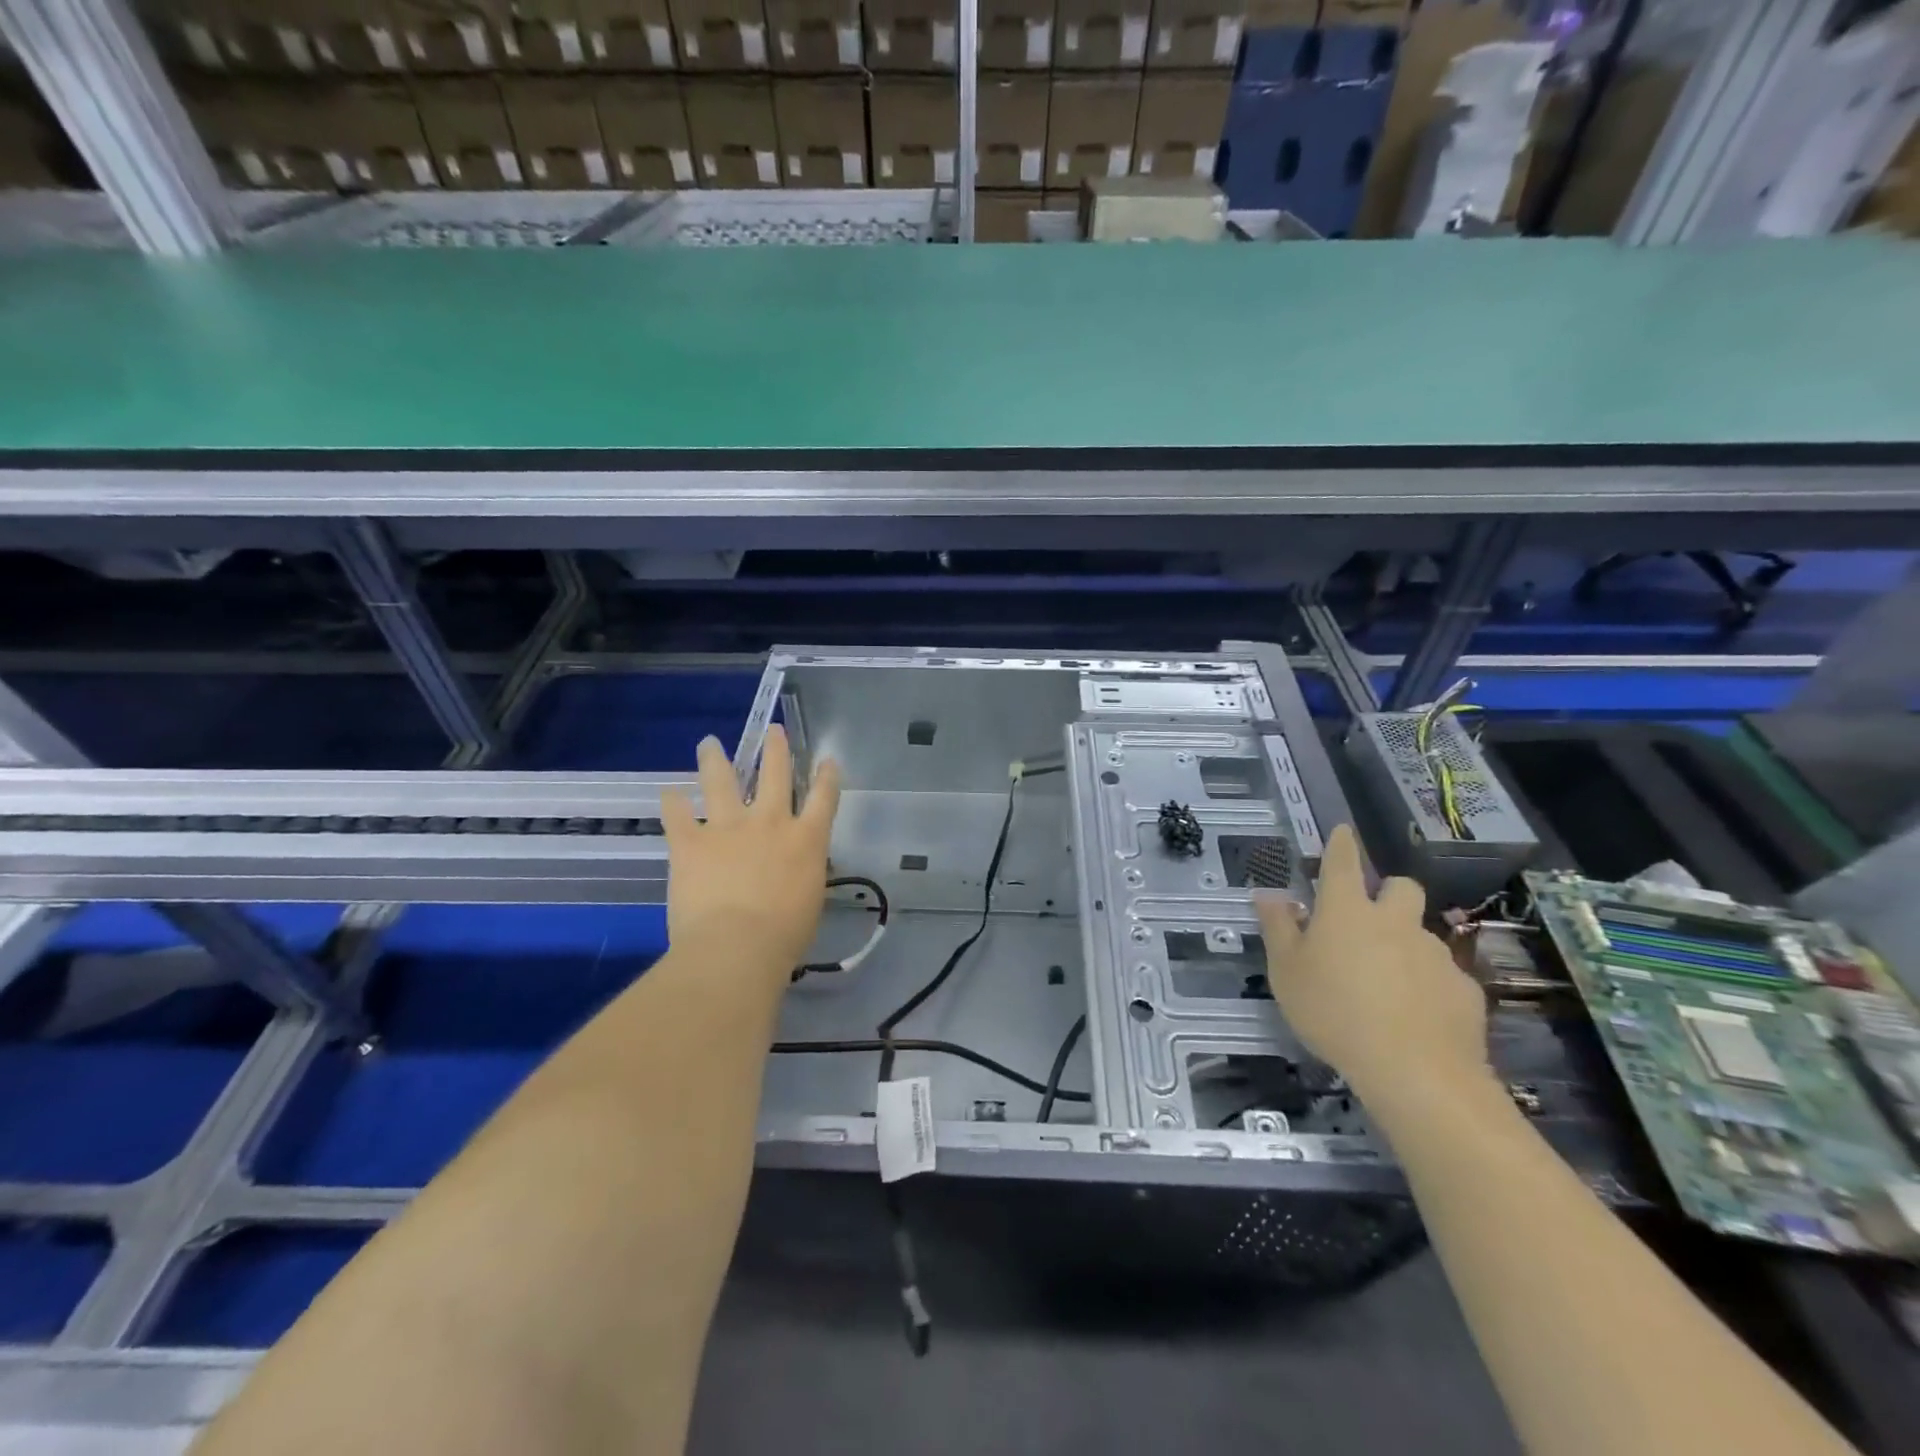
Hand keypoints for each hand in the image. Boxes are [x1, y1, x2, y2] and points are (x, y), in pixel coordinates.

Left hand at [660, 726, 842, 980]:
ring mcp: (728, 827)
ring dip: (716, 759)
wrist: (737, 947)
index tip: (827, 759)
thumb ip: (803, 873)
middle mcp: (770, 822)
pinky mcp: (691, 841)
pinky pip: (677, 814)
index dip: (827, 776)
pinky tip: (668, 792)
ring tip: (709, 743)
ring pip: (722, 780)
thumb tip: (795, 867)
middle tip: (772, 730)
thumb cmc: (783, 936)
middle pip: (775, 774)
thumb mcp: (809, 900)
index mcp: (806, 840)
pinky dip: (672, 802)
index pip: (824, 798)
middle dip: (775, 749)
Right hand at [1253, 825, 1488, 1104]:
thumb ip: (1278, 929)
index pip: (1343, 862)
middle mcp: (1394, 921)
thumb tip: (1269, 895)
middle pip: (1401, 887)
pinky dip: (1428, 984)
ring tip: (1387, 982)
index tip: (1343, 830)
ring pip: (1421, 933)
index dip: (1341, 843)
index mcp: (1346, 911)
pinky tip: (1414, 1014)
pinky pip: (1442, 975)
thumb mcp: (1286, 972)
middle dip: (1388, 892)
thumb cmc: (1333, 1012)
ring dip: (1405, 943)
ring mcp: (1434, 954)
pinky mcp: (1463, 989)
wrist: (1415, 1071)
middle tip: (1370, 919)